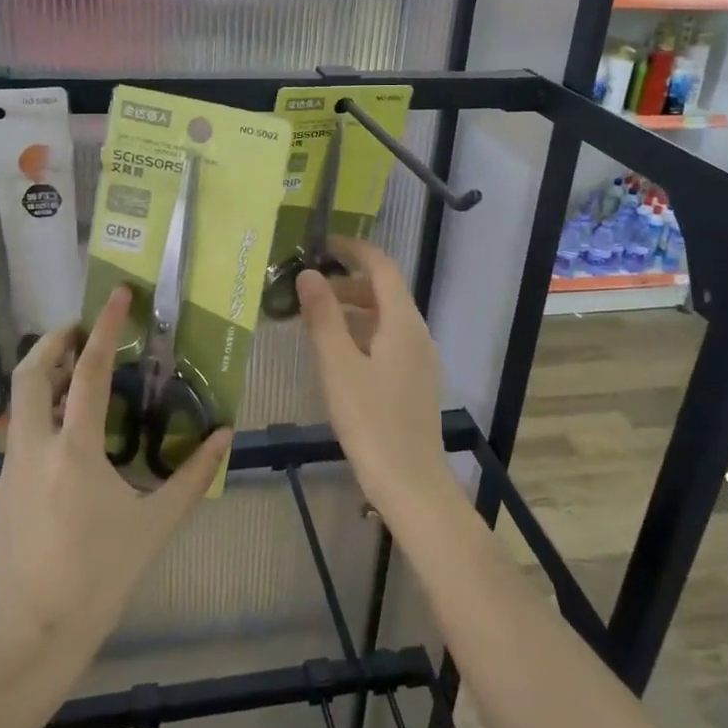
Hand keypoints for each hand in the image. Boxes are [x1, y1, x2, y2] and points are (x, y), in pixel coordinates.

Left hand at [0, 286, 231, 655]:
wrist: (35, 636)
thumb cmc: (102, 576)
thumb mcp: (156, 524)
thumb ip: (194, 475)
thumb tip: (226, 434)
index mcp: (75, 452)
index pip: (91, 373)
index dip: (106, 328)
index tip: (116, 295)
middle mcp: (34, 451)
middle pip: (30, 374)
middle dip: (53, 341)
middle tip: (80, 329)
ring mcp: (8, 473)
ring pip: (20, 408)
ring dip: (47, 382)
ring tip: (78, 382)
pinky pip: (20, 446)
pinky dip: (42, 427)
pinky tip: (68, 455)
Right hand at [297, 239, 458, 521]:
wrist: (410, 482)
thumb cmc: (370, 421)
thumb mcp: (337, 365)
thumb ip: (323, 317)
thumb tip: (308, 274)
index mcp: (402, 322)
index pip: (382, 266)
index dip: (353, 249)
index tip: (322, 245)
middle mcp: (417, 333)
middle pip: (384, 291)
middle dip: (347, 282)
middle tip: (307, 290)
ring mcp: (420, 358)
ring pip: (385, 318)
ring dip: (353, 309)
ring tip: (315, 321)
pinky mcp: (414, 380)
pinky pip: (388, 340)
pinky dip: (362, 333)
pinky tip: (338, 355)